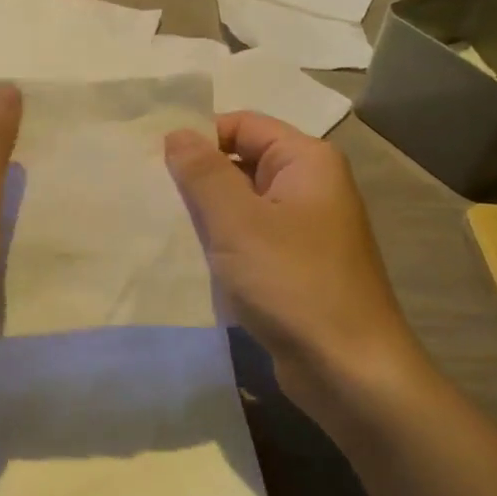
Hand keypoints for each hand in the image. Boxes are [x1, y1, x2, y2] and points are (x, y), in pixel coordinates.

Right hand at [165, 112, 431, 401]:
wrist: (349, 370)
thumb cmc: (293, 283)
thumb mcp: (237, 221)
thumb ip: (203, 172)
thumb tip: (176, 133)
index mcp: (306, 161)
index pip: (242, 125)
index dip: (199, 136)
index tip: (152, 160)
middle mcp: (310, 186)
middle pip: (242, 161)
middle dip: (197, 176)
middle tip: (147, 192)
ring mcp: (305, 229)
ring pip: (243, 204)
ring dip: (206, 213)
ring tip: (159, 223)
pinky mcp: (295, 266)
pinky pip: (251, 239)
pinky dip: (222, 243)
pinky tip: (188, 257)